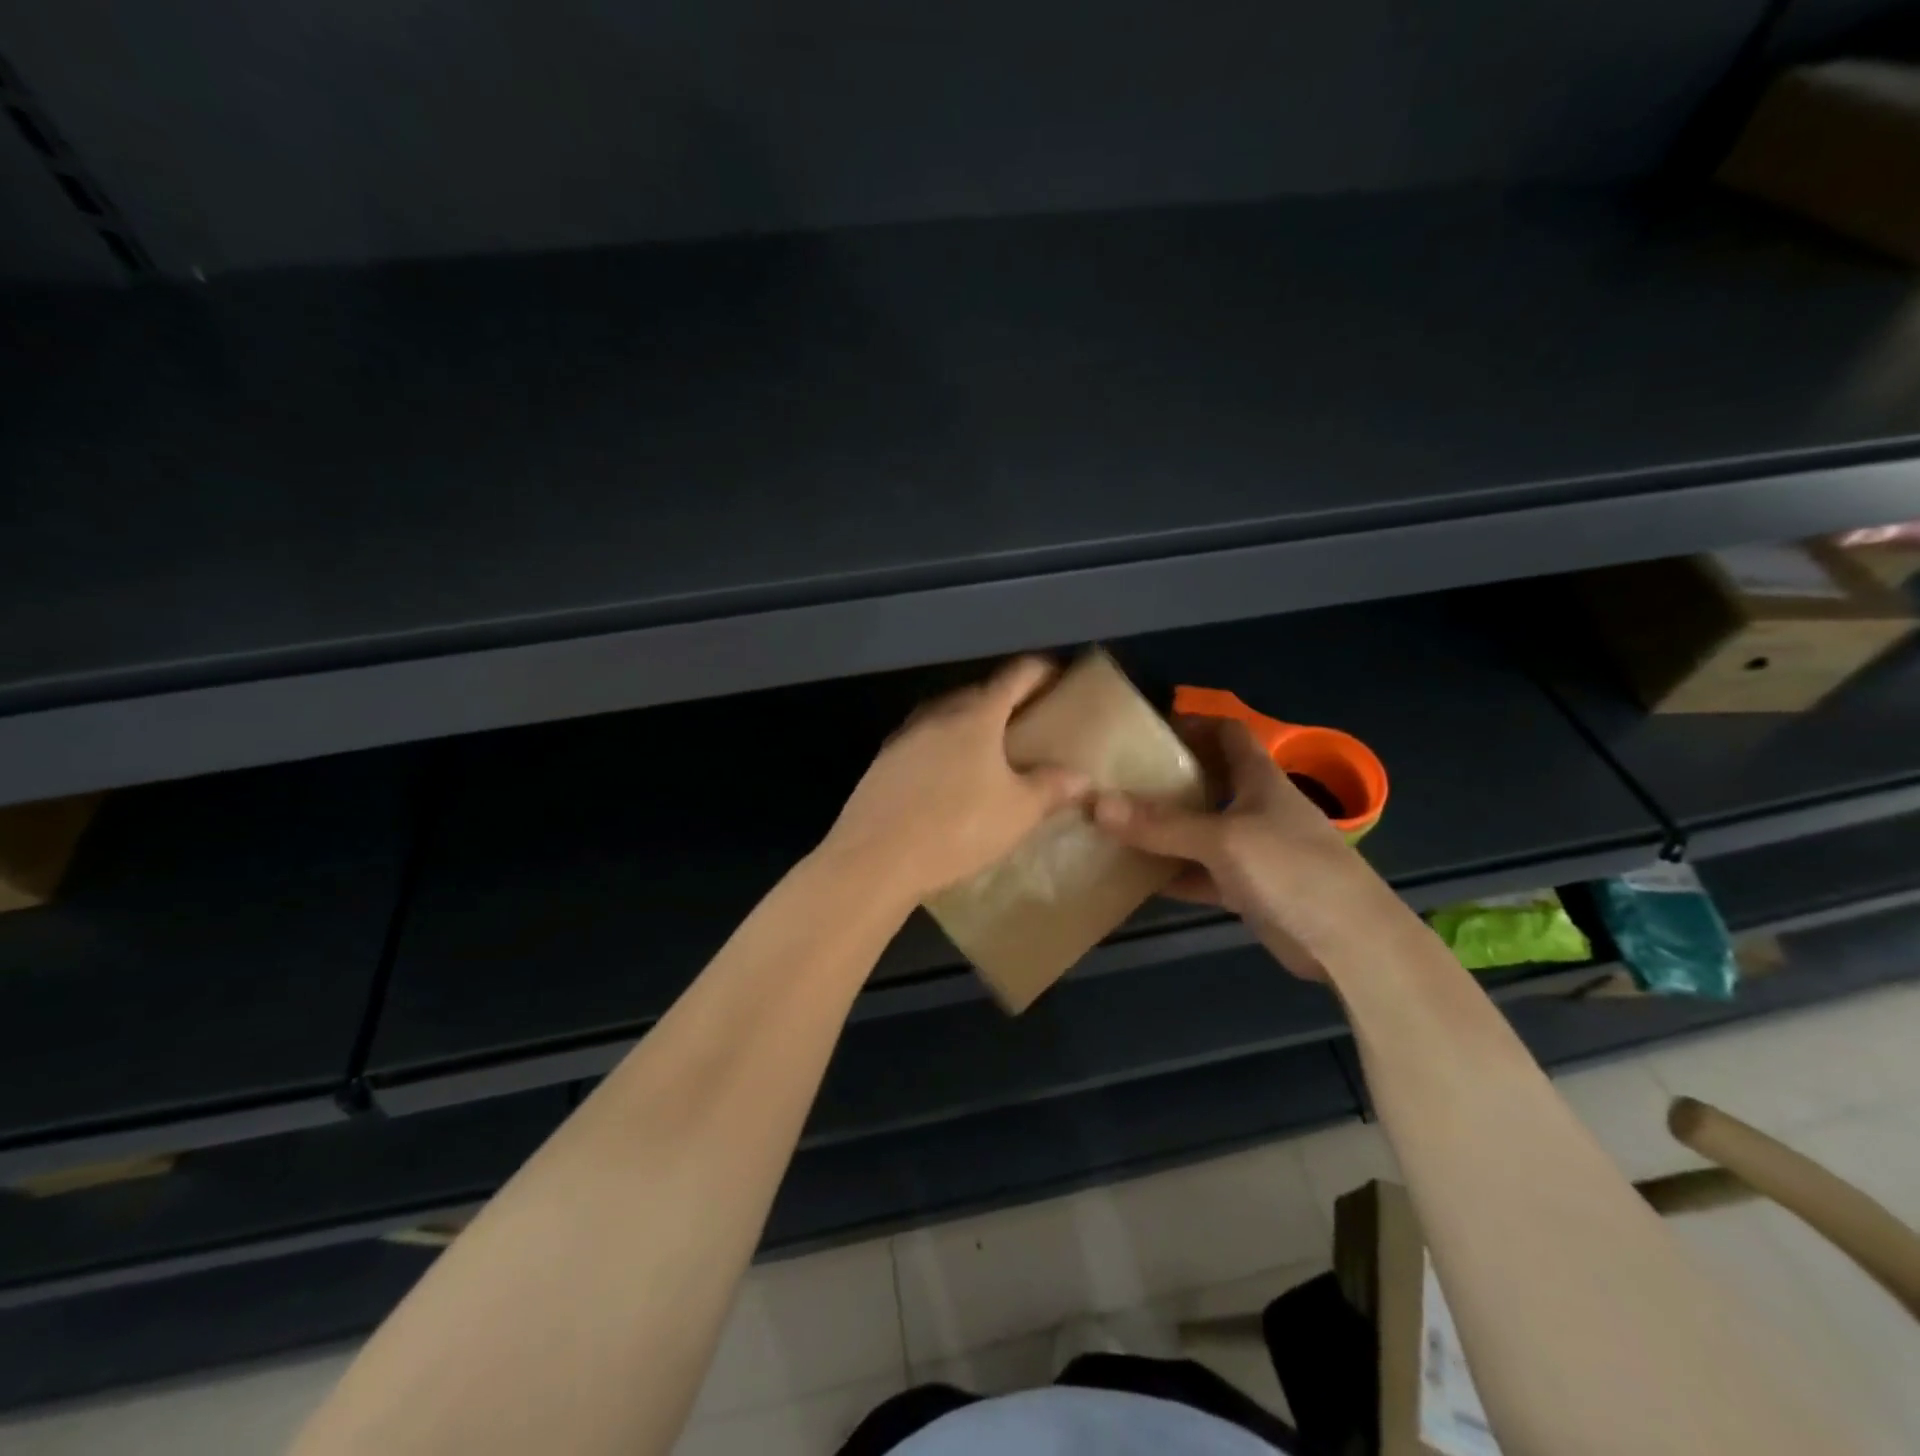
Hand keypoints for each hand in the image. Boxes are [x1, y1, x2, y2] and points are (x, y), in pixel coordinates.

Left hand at [821, 657, 1092, 905]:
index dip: (1040, 671)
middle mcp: (937, 714)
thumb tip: (1082, 777)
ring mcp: (904, 736)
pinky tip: (948, 776)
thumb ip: (1052, 788)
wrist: (875, 859)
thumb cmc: (957, 828)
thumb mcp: (1017, 812)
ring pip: (946, 716)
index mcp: (975, 715)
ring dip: (970, 724)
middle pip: (978, 693)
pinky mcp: (883, 762)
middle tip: (1029, 718)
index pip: (1015, 676)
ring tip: (991, 748)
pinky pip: (923, 742)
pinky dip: (943, 747)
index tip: (1057, 675)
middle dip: (1005, 700)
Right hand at [1091, 717, 1391, 978]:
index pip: (1227, 734)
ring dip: (1165, 829)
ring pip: (1200, 830)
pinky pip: (1200, 874)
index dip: (1194, 724)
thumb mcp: (1222, 840)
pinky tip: (1135, 877)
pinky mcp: (1248, 889)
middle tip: (1118, 778)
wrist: (1349, 943)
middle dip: (1167, 777)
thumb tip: (1095, 802)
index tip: (1149, 729)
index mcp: (1259, 780)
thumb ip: (1160, 824)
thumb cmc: (1292, 870)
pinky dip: (1172, 874)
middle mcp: (1255, 808)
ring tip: (1115, 823)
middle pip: (1208, 781)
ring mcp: (1252, 851)